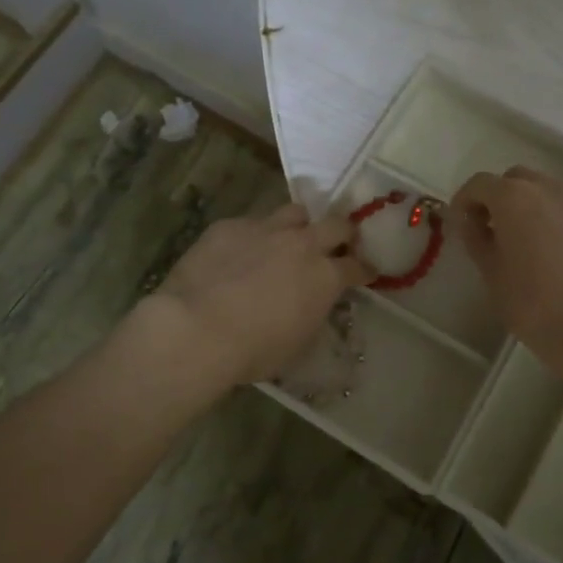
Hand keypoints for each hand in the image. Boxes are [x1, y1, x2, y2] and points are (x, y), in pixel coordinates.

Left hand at [151, 202, 372, 385]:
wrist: (197, 328)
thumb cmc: (253, 350)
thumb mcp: (298, 343)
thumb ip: (312, 315)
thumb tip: (311, 305)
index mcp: (325, 276)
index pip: (357, 267)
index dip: (364, 270)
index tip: (365, 272)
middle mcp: (302, 244)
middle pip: (336, 224)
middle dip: (342, 233)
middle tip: (338, 243)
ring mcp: (265, 229)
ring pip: (294, 212)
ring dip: (299, 225)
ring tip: (289, 238)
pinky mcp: (229, 225)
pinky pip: (250, 223)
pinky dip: (253, 236)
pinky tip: (239, 253)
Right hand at [450, 167, 562, 371]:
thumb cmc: (531, 302)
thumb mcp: (490, 271)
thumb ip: (476, 238)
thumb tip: (470, 221)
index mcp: (514, 196)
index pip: (479, 183)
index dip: (464, 200)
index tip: (458, 224)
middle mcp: (547, 188)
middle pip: (514, 179)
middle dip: (496, 197)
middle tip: (487, 228)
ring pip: (542, 190)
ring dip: (525, 205)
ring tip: (518, 240)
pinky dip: (549, 218)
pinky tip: (547, 252)